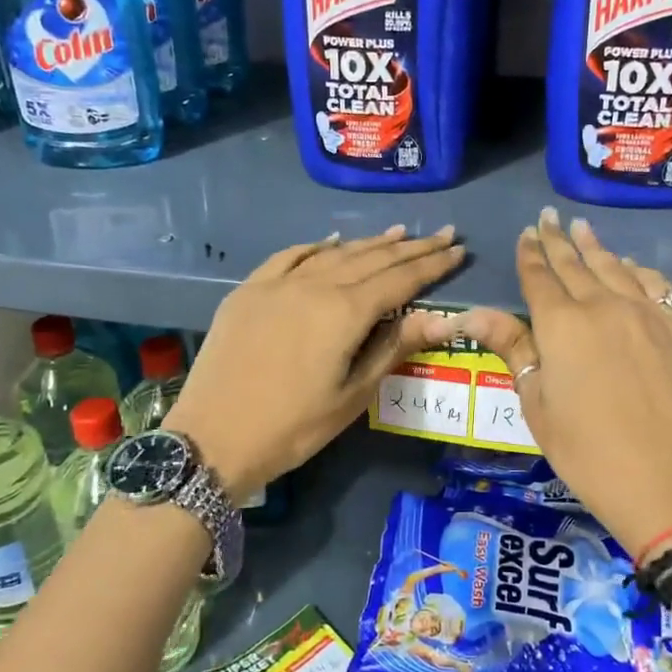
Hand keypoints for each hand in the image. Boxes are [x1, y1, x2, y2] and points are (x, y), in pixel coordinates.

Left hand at [165, 226, 464, 498]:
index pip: (399, 280)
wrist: (212, 438)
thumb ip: (394, 348)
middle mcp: (313, 285)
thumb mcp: (352, 395)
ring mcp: (276, 284)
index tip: (459, 249)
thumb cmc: (292, 427)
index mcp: (343, 312)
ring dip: (369, 243)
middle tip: (441, 234)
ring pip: (333, 253)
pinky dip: (317, 247)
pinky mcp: (248, 290)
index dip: (432, 265)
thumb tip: (441, 318)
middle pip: (371, 259)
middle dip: (410, 247)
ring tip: (398, 233)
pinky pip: (290, 257)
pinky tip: (331, 241)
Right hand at [454, 209, 671, 555]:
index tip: (526, 234)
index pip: (540, 278)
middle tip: (548, 217)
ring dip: (596, 247)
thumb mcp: (537, 404)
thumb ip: (513, 349)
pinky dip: (640, 271)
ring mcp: (650, 314)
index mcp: (562, 324)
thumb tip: (472, 314)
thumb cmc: (587, 453)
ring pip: (617, 268)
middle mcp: (605, 306)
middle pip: (576, 265)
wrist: (669, 484)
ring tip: (582, 229)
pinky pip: (659, 285)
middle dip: (558, 240)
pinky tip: (632, 267)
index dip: (530, 255)